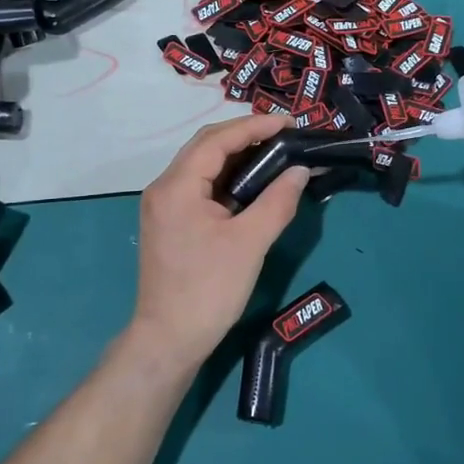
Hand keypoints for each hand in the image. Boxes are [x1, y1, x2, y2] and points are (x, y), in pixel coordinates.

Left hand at [129, 114, 310, 365]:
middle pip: (206, 146)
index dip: (255, 126)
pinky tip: (252, 183)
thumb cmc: (209, 289)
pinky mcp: (170, 222)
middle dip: (246, 135)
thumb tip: (300, 171)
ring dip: (236, 156)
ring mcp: (164, 206)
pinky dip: (227, 178)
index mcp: (177, 186)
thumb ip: (277, 201)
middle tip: (285, 135)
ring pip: (202, 165)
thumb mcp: (250, 243)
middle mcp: (164, 187)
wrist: (169, 339)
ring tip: (275, 153)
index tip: (290, 123)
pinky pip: (200, 186)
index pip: (217, 139)